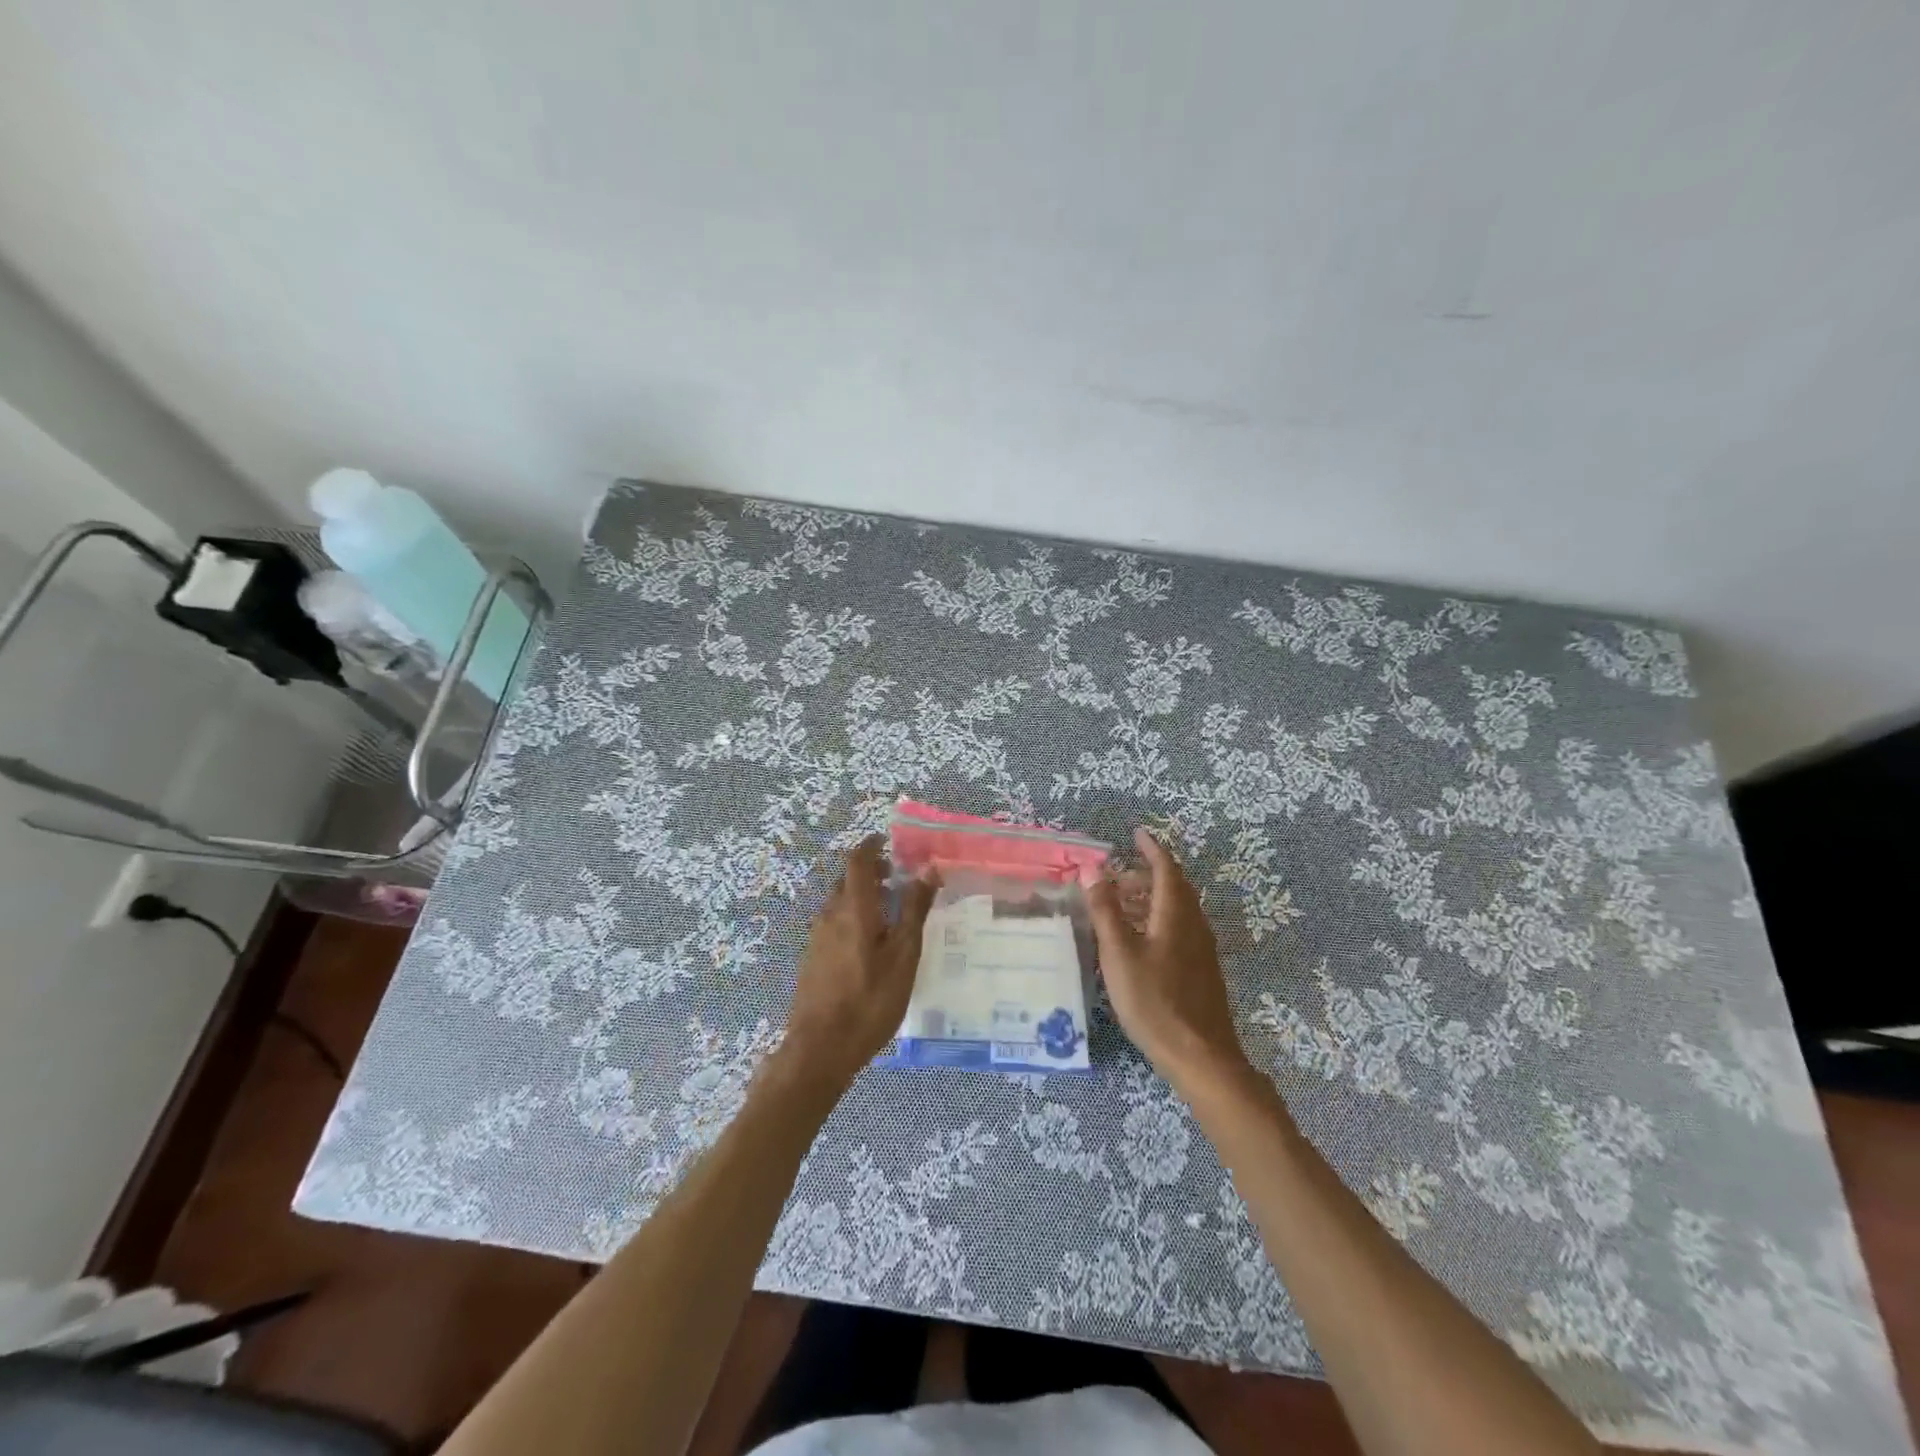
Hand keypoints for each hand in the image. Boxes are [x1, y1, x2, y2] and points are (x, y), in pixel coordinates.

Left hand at [781, 834, 936, 1088]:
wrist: (820, 1049)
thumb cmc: (870, 1000)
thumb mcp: (903, 955)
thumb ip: (914, 909)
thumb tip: (928, 869)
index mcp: (853, 908)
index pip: (858, 860)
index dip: (872, 845)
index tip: (890, 841)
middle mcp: (830, 915)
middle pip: (848, 880)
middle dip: (872, 872)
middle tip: (899, 878)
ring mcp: (817, 937)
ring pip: (840, 902)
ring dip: (863, 895)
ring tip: (891, 911)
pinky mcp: (813, 958)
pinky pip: (835, 922)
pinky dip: (854, 916)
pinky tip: (872, 943)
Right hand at [1087, 827, 1250, 1094]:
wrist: (1200, 1056)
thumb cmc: (1154, 1001)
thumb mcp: (1119, 954)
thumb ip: (1105, 910)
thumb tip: (1092, 870)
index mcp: (1176, 913)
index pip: (1166, 868)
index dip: (1151, 848)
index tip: (1136, 833)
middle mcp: (1194, 924)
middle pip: (1174, 886)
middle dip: (1146, 873)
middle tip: (1117, 874)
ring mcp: (1201, 948)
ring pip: (1176, 909)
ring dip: (1150, 897)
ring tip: (1121, 903)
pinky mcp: (1200, 969)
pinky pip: (1179, 928)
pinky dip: (1157, 919)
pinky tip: (1138, 939)